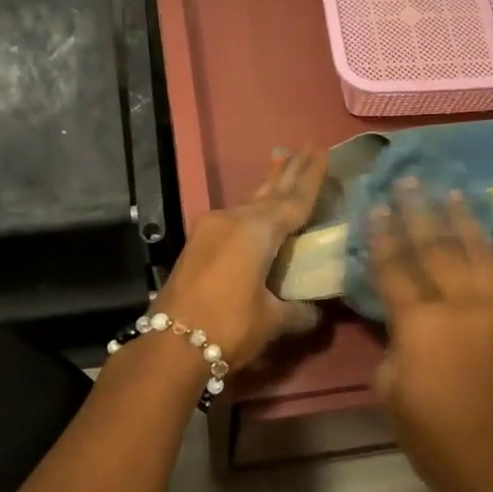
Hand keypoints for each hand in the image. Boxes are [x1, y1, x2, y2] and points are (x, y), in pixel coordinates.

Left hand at [153, 149, 327, 369]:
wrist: (170, 344)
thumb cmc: (229, 327)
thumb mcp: (272, 321)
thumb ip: (299, 312)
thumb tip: (315, 312)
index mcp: (257, 231)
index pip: (294, 200)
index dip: (311, 178)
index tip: (322, 150)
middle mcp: (233, 220)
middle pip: (269, 192)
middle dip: (289, 171)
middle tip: (306, 146)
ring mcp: (211, 229)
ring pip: (248, 201)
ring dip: (268, 186)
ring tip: (283, 164)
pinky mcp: (198, 243)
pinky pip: (234, 216)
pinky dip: (252, 208)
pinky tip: (256, 208)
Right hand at [369, 180, 492, 491]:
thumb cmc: (429, 431)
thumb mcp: (389, 385)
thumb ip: (394, 340)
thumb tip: (401, 316)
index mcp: (422, 323)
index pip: (395, 268)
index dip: (381, 236)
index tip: (373, 205)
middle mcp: (462, 304)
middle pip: (436, 248)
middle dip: (419, 211)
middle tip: (408, 179)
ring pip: (477, 250)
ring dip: (462, 218)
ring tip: (450, 189)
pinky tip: (490, 234)